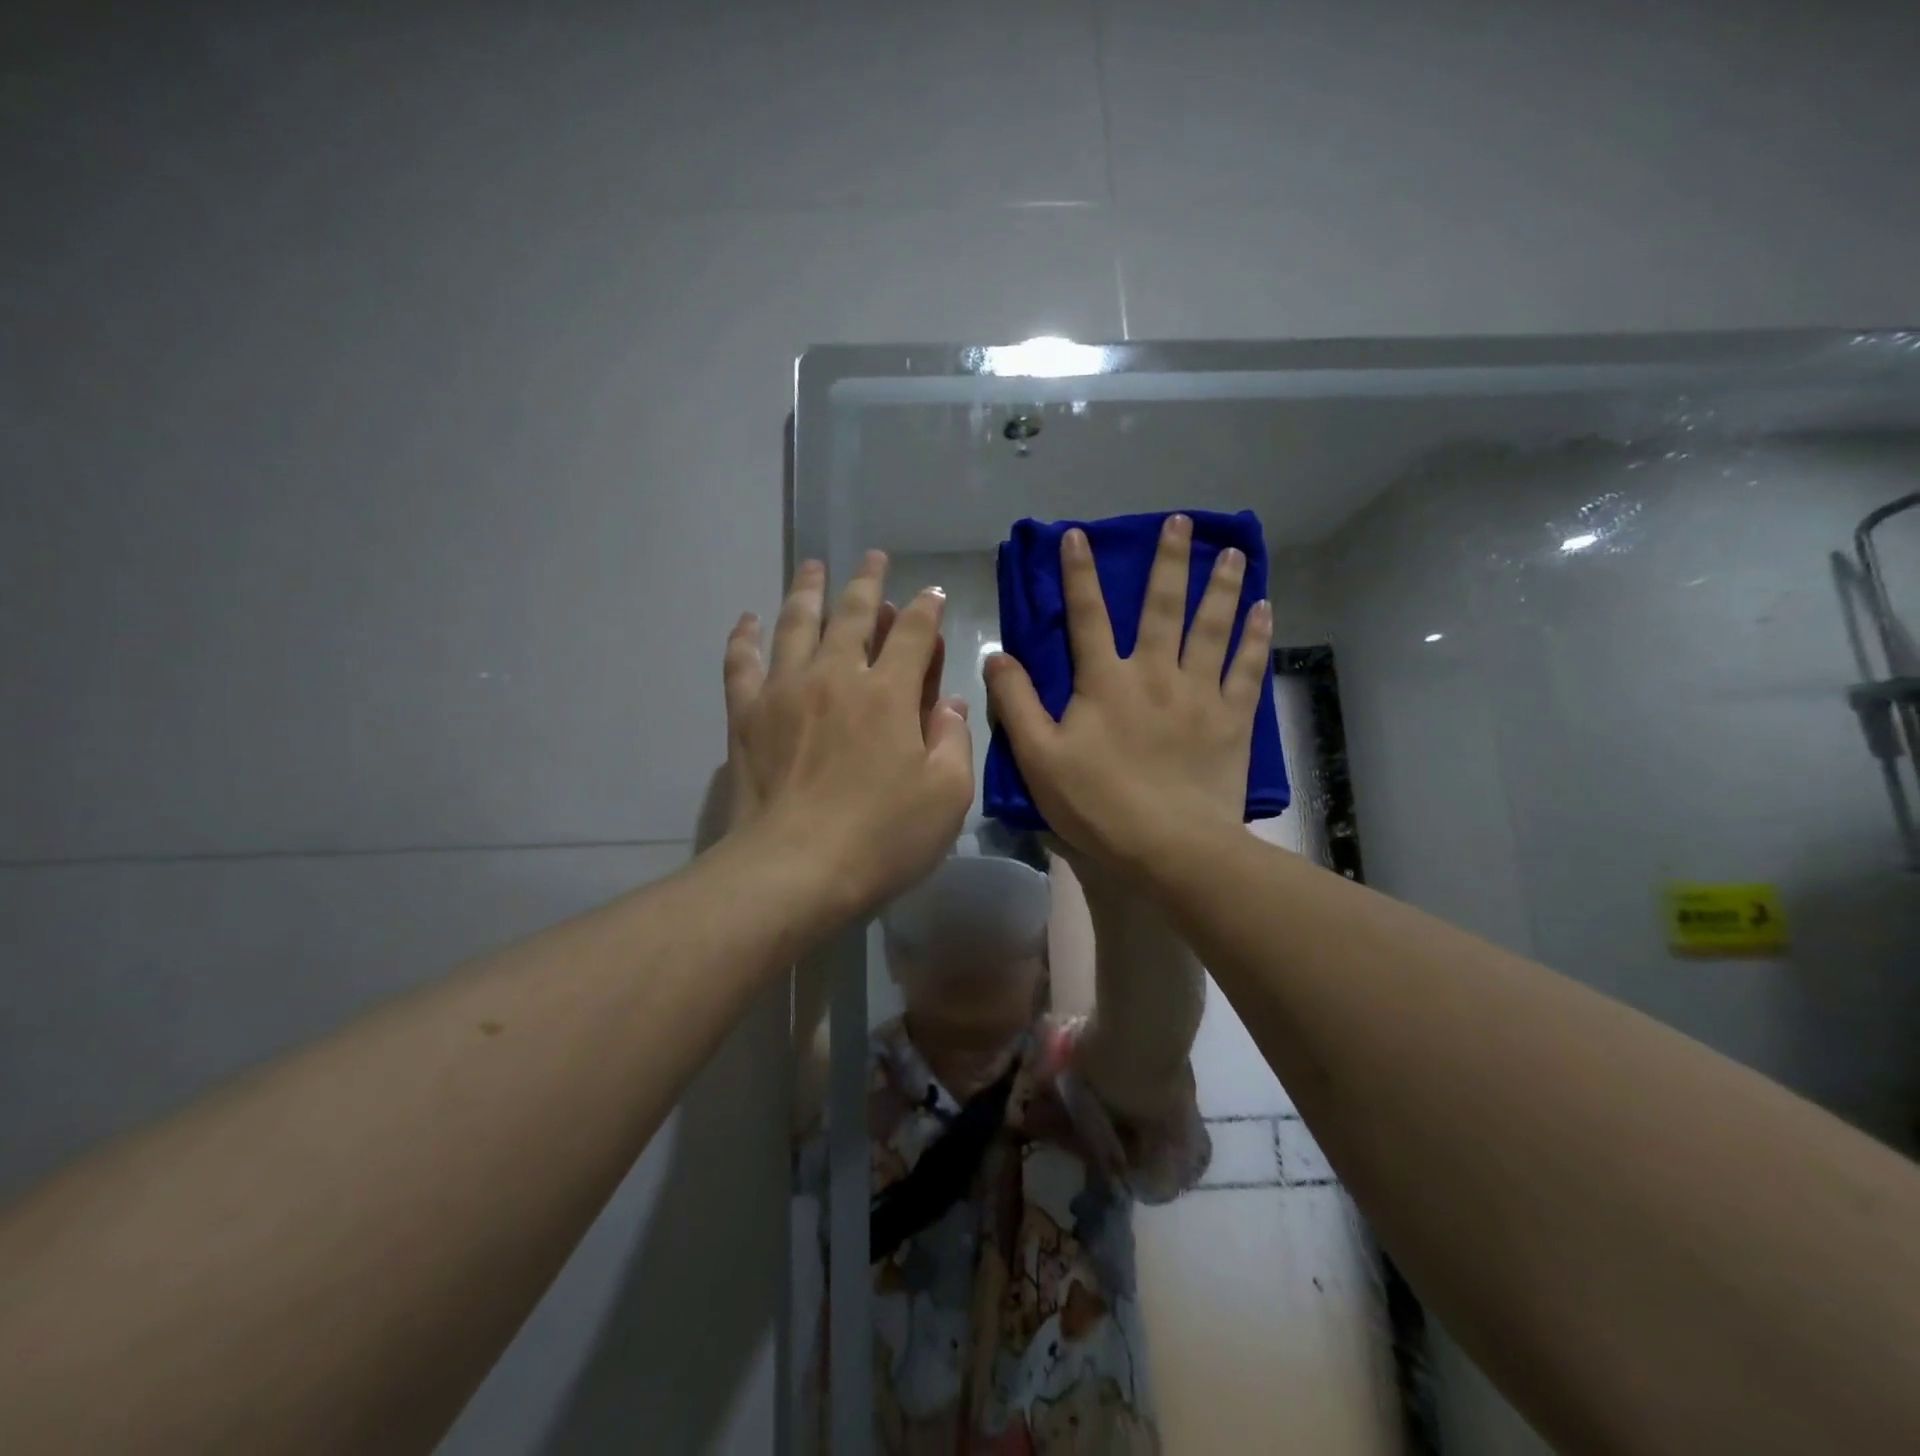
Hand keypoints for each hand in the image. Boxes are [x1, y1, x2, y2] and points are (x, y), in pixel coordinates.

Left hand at [722, 552, 973, 919]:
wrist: (794, 870)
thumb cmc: (882, 837)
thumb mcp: (946, 796)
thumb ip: (953, 741)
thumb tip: (948, 704)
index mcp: (889, 693)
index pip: (913, 633)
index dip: (927, 608)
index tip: (932, 593)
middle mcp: (836, 677)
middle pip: (852, 614)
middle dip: (867, 582)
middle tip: (873, 557)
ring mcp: (785, 692)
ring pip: (796, 624)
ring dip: (808, 590)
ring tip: (814, 566)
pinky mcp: (746, 716)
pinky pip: (742, 663)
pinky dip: (744, 638)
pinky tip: (746, 620)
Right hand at [985, 514, 1271, 877]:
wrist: (1171, 847)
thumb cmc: (1098, 804)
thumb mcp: (1038, 758)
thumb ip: (1016, 703)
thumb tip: (996, 654)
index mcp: (1105, 682)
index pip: (1087, 616)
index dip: (1079, 574)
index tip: (1077, 534)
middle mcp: (1155, 674)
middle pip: (1161, 607)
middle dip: (1168, 561)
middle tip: (1179, 521)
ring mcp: (1199, 695)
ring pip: (1212, 628)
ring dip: (1220, 586)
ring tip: (1231, 551)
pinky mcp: (1232, 720)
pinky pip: (1247, 669)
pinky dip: (1256, 638)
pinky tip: (1265, 610)